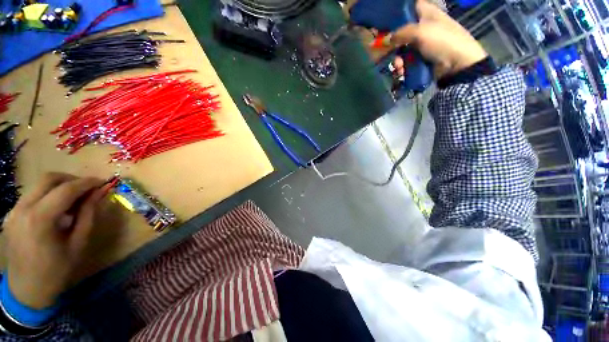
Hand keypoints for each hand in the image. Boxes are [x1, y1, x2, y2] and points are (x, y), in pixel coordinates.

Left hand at [2, 173, 109, 308]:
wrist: (26, 290)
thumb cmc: (56, 270)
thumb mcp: (78, 243)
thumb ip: (87, 214)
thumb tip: (99, 193)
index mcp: (40, 219)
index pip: (66, 189)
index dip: (87, 183)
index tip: (103, 182)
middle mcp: (24, 209)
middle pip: (49, 179)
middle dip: (72, 179)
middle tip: (88, 188)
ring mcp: (14, 210)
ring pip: (39, 184)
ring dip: (60, 186)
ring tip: (75, 199)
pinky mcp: (12, 214)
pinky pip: (33, 195)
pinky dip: (49, 194)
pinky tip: (58, 208)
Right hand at [390, 0, 487, 78]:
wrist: (457, 65)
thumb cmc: (442, 41)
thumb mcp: (421, 32)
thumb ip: (400, 33)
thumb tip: (383, 39)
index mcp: (426, 13)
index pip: (407, 8)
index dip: (395, 14)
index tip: (382, 23)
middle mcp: (422, 26)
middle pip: (401, 31)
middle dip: (391, 43)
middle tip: (381, 49)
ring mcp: (421, 43)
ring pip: (401, 48)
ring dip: (397, 59)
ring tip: (398, 66)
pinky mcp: (420, 58)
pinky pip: (405, 60)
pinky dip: (402, 66)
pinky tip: (401, 71)